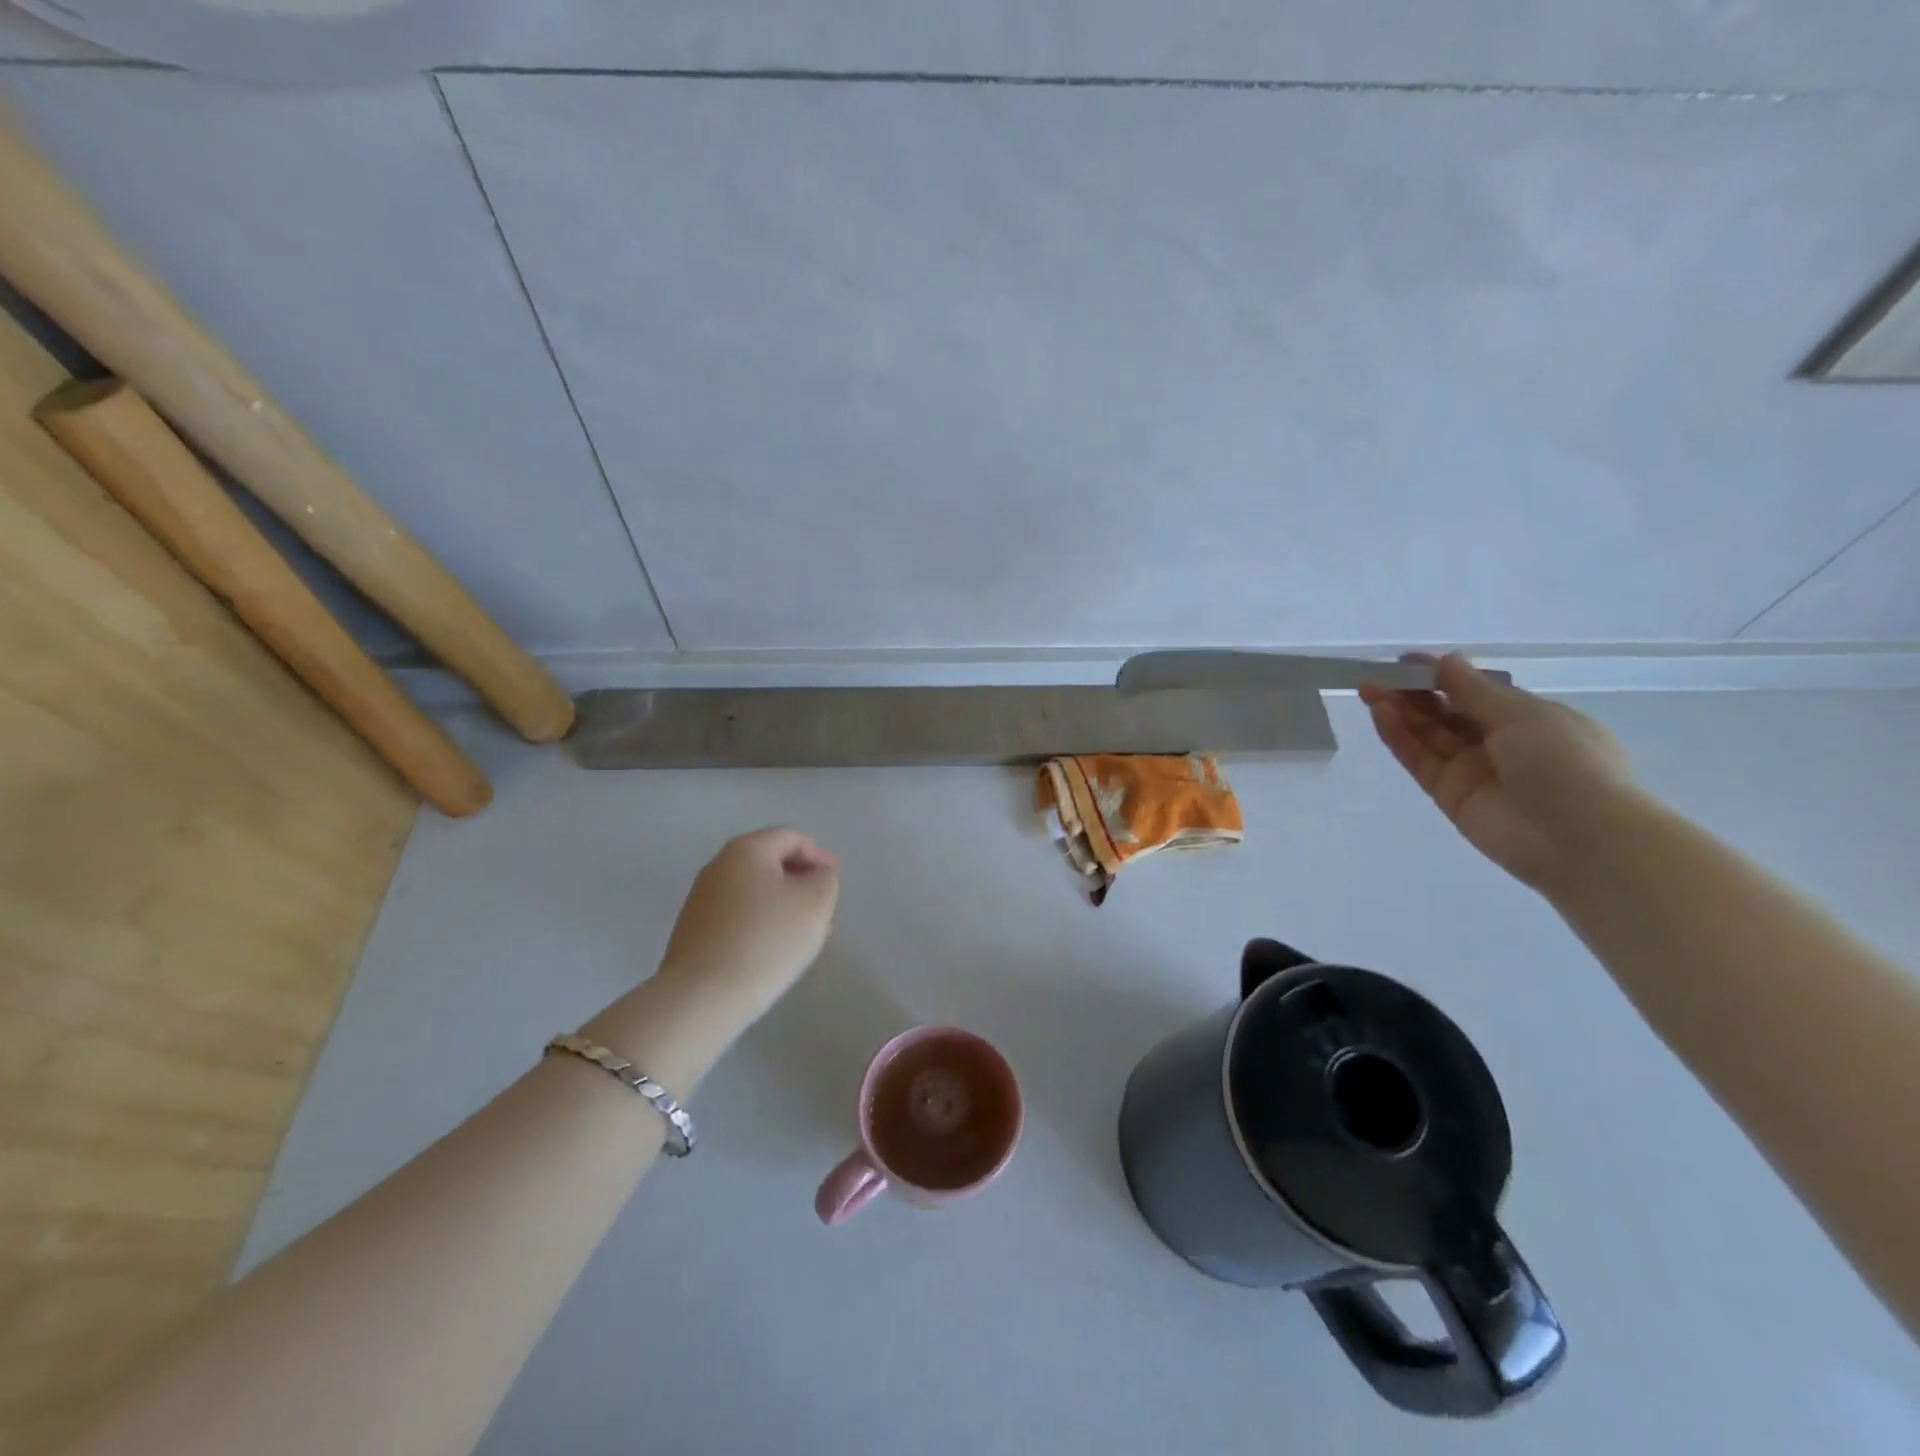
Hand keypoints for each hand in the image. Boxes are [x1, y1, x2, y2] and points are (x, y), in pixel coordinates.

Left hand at [657, 828, 840, 1021]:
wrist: (704, 996)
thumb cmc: (768, 939)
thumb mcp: (815, 903)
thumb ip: (825, 880)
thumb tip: (816, 875)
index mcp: (747, 849)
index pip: (792, 838)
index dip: (819, 857)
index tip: (834, 885)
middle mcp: (719, 865)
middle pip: (770, 863)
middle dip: (800, 882)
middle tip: (822, 911)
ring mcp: (701, 898)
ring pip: (754, 892)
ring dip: (781, 905)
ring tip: (802, 936)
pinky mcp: (693, 931)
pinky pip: (737, 916)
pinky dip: (759, 924)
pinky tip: (772, 951)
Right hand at [1359, 654, 1635, 891]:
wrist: (1578, 838)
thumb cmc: (1566, 763)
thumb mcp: (1524, 716)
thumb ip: (1475, 690)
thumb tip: (1447, 661)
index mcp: (1531, 719)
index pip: (1478, 693)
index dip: (1444, 676)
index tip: (1409, 662)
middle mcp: (1500, 743)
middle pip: (1448, 712)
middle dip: (1415, 692)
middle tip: (1380, 675)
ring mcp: (1472, 770)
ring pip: (1428, 735)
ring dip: (1400, 711)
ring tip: (1369, 689)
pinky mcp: (1448, 794)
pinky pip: (1420, 759)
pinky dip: (1399, 736)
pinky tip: (1380, 713)